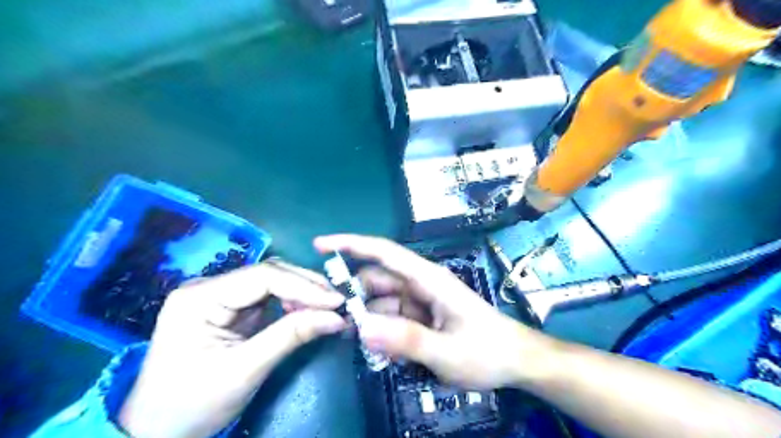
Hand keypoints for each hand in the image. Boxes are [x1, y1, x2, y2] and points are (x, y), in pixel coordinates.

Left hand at [117, 259, 344, 436]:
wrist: (157, 432)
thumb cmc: (192, 405)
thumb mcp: (245, 371)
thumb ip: (291, 337)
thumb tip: (337, 318)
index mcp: (200, 297)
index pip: (263, 277)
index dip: (304, 286)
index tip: (337, 301)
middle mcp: (209, 287)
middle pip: (269, 274)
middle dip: (307, 287)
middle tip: (338, 304)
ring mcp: (219, 295)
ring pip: (273, 281)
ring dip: (303, 292)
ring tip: (327, 309)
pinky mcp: (230, 307)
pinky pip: (269, 295)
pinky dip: (293, 302)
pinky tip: (308, 312)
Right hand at [314, 234, 554, 391]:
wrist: (515, 361)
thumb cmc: (487, 351)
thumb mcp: (447, 351)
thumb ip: (406, 340)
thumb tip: (362, 327)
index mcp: (428, 279)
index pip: (385, 253)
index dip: (352, 244)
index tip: (321, 245)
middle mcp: (421, 284)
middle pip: (377, 280)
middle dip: (353, 295)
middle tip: (332, 319)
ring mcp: (420, 301)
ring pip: (381, 302)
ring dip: (366, 318)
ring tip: (353, 341)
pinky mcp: (421, 316)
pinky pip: (392, 318)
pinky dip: (381, 331)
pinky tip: (378, 350)